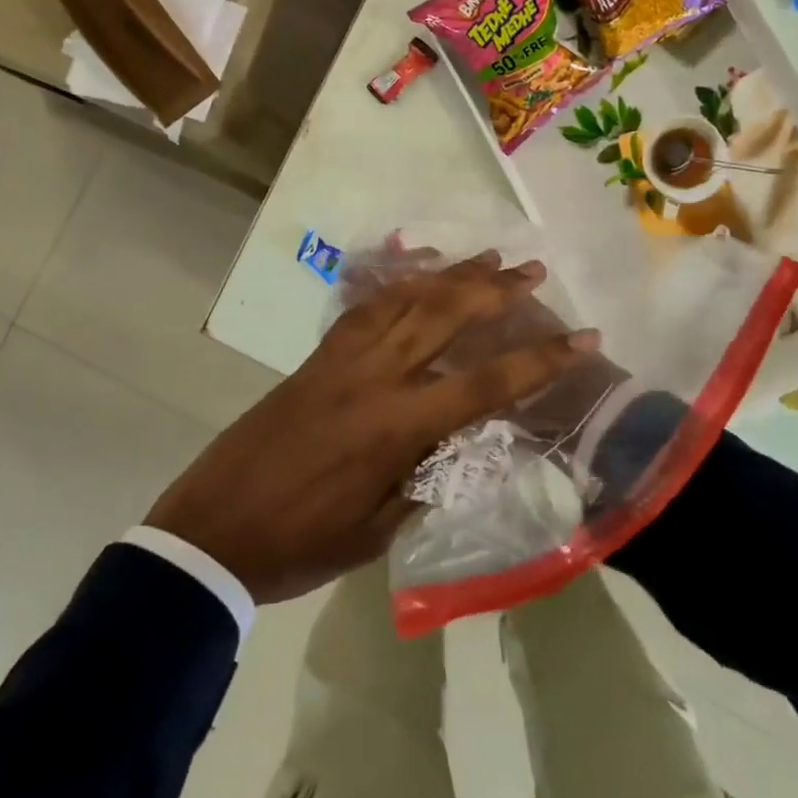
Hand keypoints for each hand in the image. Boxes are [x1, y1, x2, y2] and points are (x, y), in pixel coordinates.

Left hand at [144, 252, 599, 603]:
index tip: (583, 337)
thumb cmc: (302, 542)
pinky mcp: (318, 354)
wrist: (214, 525)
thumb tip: (460, 441)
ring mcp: (342, 357)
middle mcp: (376, 377)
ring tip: (488, 256)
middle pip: (447, 317)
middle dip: (496, 290)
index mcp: (398, 426)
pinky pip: (367, 305)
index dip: (540, 359)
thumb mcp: (379, 528)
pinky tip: (418, 271)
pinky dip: (399, 283)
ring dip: (452, 274)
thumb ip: (426, 476)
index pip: (486, 382)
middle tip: (534, 269)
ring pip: (407, 299)